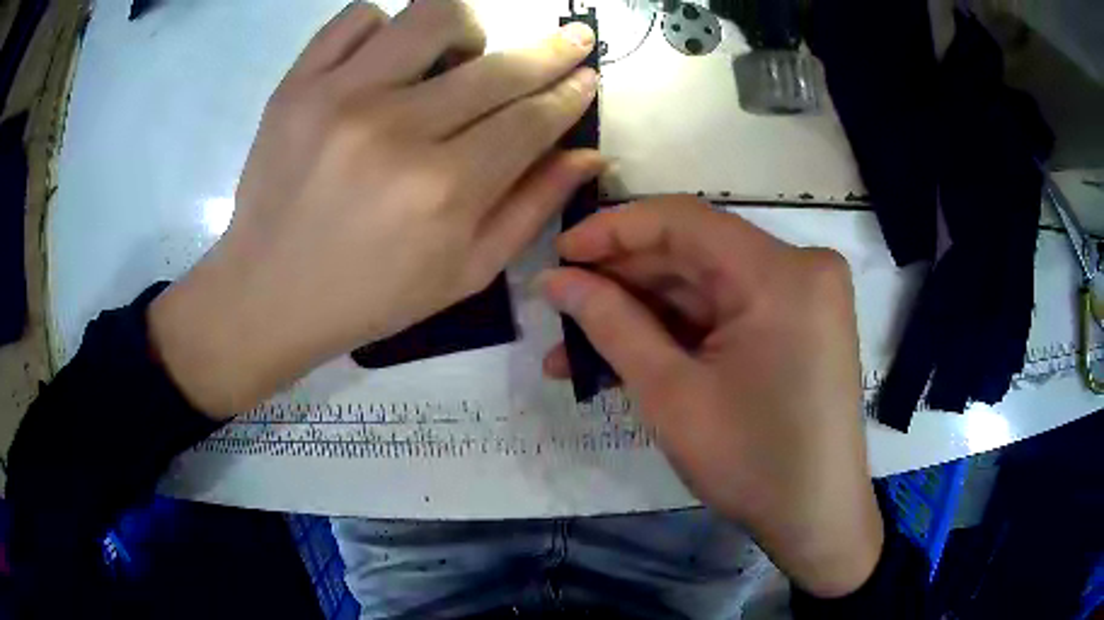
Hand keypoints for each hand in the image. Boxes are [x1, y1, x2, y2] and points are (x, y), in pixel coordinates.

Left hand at [149, 1, 602, 416]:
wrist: (267, 294)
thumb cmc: (370, 296)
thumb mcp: (465, 274)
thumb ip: (532, 208)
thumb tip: (589, 152)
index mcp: (444, 191)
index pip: (534, 117)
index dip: (571, 91)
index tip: (589, 74)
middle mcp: (396, 130)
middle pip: (499, 65)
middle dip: (552, 48)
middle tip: (571, 39)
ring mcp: (339, 97)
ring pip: (432, 15)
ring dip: (467, 28)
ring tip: (462, 54)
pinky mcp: (296, 85)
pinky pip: (357, 18)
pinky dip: (385, 27)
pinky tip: (387, 60)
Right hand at [539, 197, 882, 597]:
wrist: (815, 518)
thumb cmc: (750, 463)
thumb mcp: (671, 395)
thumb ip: (609, 324)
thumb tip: (554, 281)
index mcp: (781, 272)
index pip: (684, 220)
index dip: (613, 231)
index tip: (559, 254)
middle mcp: (800, 267)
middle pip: (694, 253)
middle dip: (622, 282)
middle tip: (560, 307)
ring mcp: (803, 295)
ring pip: (705, 286)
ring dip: (642, 315)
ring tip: (574, 347)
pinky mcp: (797, 322)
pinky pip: (727, 312)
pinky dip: (679, 332)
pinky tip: (627, 356)